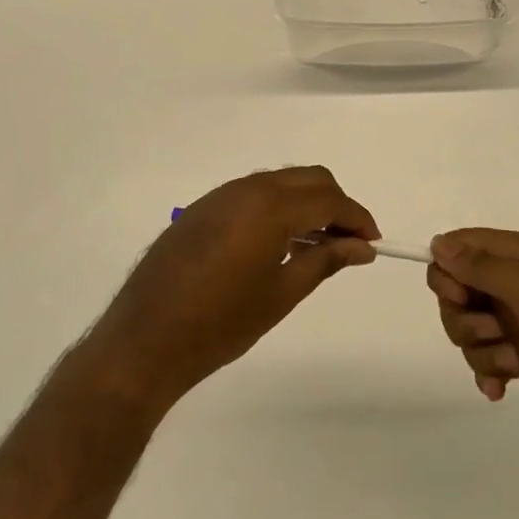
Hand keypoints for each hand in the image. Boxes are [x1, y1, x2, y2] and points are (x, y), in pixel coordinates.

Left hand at [85, 168, 380, 413]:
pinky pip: (253, 194)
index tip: (373, 243)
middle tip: (349, 243)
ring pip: (280, 182)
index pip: (328, 198)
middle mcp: (246, 189)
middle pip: (307, 179)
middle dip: (335, 204)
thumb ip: (325, 261)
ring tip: (317, 246)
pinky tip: (278, 244)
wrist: (145, 340)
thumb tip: (362, 247)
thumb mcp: (281, 294)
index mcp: (269, 207)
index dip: (357, 217)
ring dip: (306, 204)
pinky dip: (277, 208)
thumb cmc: (220, 323)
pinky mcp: (202, 209)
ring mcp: (220, 196)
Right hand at [426, 228, 518, 433]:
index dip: (447, 273)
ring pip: (473, 330)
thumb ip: (480, 266)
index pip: (458, 248)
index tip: (460, 297)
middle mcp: (515, 283)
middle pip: (458, 293)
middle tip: (493, 332)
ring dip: (480, 349)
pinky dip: (490, 373)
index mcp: (516, 255)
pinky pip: (493, 359)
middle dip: (462, 318)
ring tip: (511, 362)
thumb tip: (438, 243)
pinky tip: (498, 391)